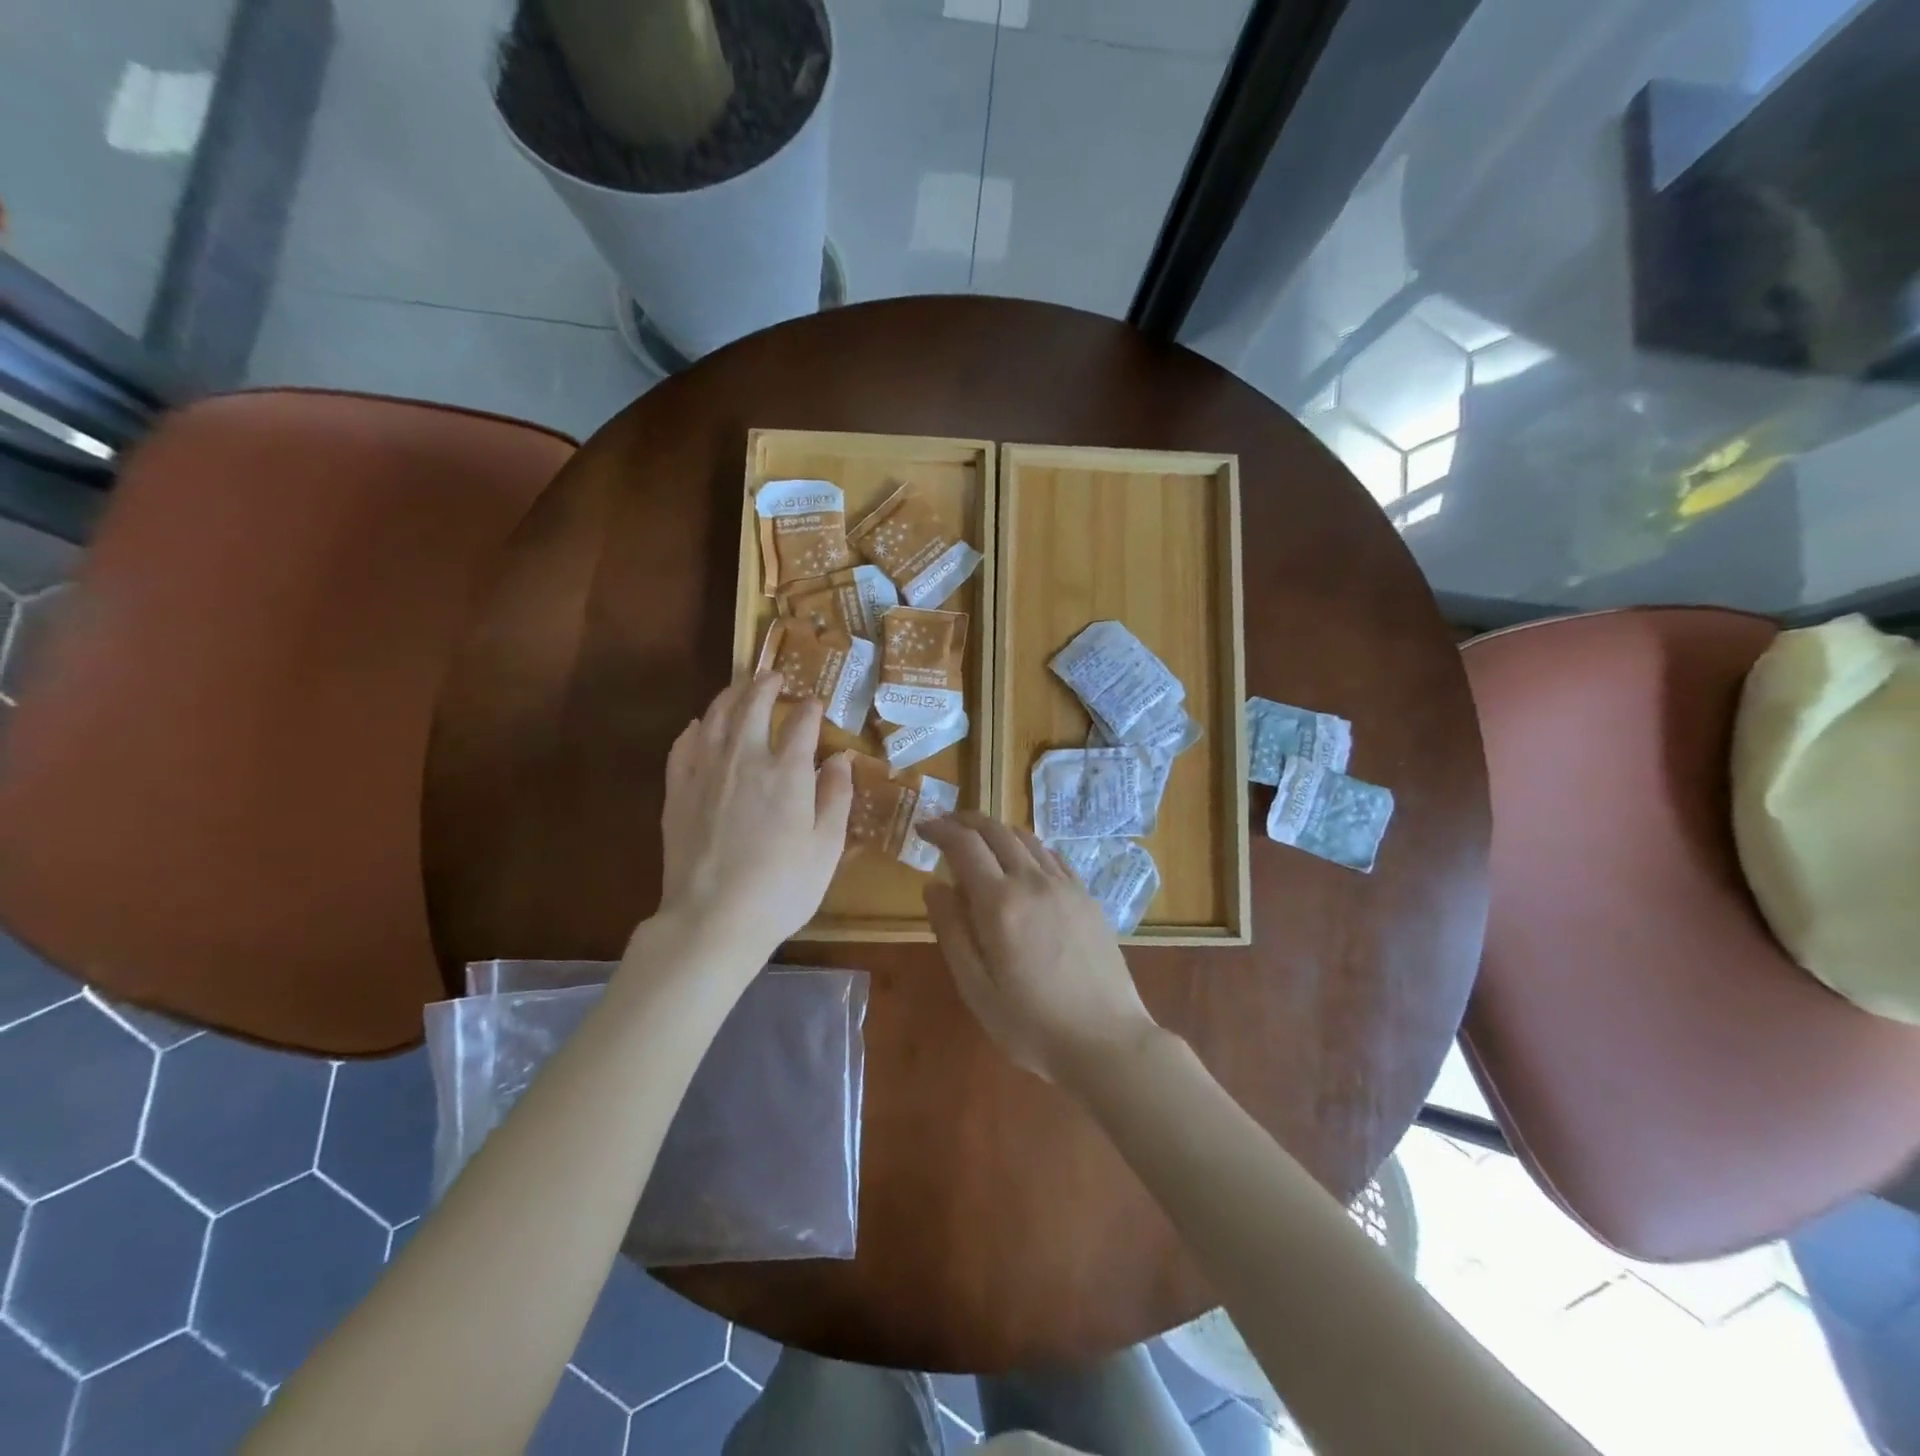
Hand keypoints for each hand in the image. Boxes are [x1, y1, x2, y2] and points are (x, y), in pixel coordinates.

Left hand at [658, 672, 853, 956]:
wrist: (713, 919)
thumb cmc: (782, 888)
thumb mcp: (827, 847)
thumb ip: (837, 797)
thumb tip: (842, 759)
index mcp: (788, 772)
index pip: (802, 723)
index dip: (811, 709)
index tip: (817, 703)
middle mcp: (745, 759)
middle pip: (752, 705)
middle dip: (765, 685)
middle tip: (773, 676)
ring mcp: (705, 773)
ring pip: (715, 718)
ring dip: (730, 696)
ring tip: (739, 688)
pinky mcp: (677, 792)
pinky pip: (682, 746)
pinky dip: (693, 730)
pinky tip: (698, 727)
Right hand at [919, 812, 1158, 1082]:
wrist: (1106, 1041)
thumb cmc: (1031, 1024)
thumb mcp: (976, 988)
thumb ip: (951, 931)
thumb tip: (933, 885)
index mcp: (1000, 903)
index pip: (964, 845)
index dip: (940, 830)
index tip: (923, 828)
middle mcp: (1033, 882)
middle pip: (996, 831)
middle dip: (966, 821)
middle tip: (946, 826)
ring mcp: (1066, 887)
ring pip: (1027, 839)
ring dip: (997, 831)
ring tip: (980, 841)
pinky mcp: (1087, 897)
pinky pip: (1053, 856)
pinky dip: (1028, 848)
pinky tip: (1023, 863)